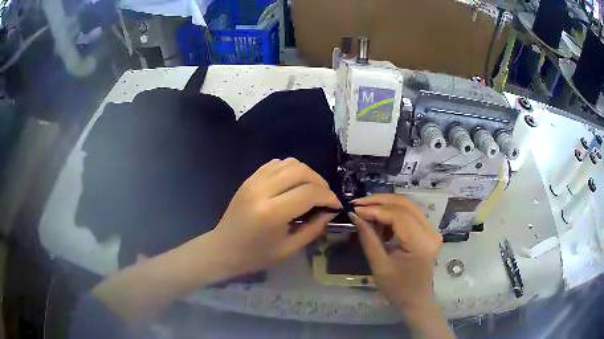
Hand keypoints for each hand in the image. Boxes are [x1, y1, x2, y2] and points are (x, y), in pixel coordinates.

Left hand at [212, 158, 341, 275]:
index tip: (335, 205)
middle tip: (325, 197)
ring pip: (289, 163)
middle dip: (320, 182)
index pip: (309, 193)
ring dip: (306, 173)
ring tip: (311, 189)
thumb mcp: (289, 249)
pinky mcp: (249, 179)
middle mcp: (262, 190)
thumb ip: (313, 228)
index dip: (328, 196)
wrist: (223, 249)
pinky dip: (290, 170)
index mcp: (272, 213)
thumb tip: (330, 211)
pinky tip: (293, 184)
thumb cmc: (256, 255)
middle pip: (301, 171)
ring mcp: (253, 181)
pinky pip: (275, 164)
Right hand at [349, 194, 441, 311]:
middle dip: (380, 201)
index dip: (375, 209)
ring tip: (366, 211)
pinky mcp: (428, 231)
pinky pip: (410, 214)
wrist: (415, 299)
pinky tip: (380, 221)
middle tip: (357, 203)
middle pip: (405, 204)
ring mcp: (431, 230)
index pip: (398, 215)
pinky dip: (393, 213)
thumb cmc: (397, 288)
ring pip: (408, 206)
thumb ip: (369, 238)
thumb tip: (355, 216)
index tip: (354, 209)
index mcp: (421, 243)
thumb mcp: (379, 265)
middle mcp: (430, 232)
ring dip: (386, 205)